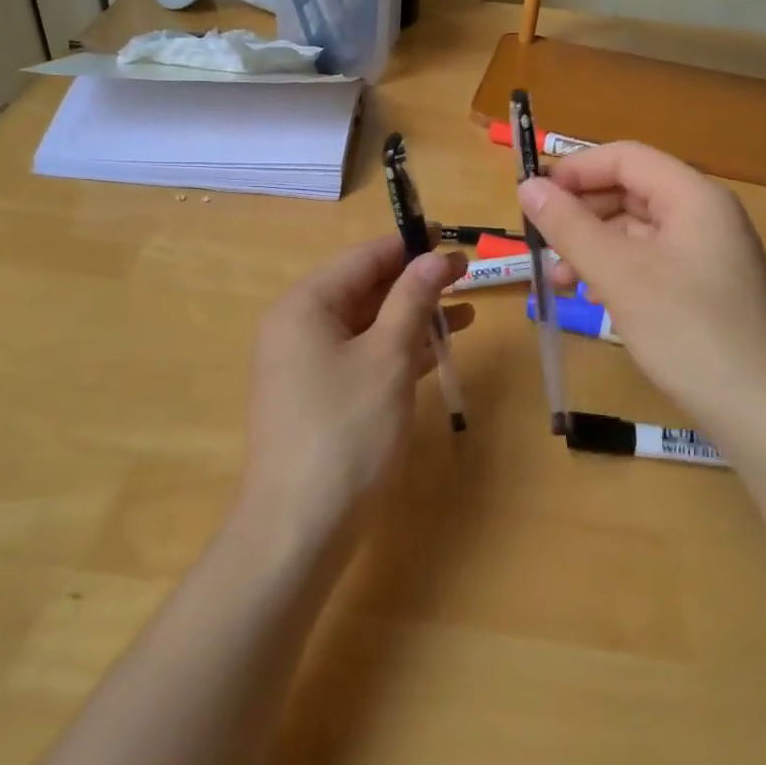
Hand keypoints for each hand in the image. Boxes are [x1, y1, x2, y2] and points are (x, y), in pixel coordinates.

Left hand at [239, 236, 470, 540]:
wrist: (299, 528)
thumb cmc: (346, 431)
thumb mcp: (387, 357)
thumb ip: (412, 300)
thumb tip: (437, 256)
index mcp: (305, 305)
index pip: (363, 258)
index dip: (409, 245)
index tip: (452, 236)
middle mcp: (298, 326)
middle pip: (364, 288)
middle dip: (415, 281)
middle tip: (466, 274)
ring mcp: (306, 364)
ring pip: (367, 324)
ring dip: (412, 316)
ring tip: (466, 309)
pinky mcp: (319, 395)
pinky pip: (362, 356)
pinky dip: (397, 349)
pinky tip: (436, 349)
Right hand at [518, 143, 765, 443]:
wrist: (763, 413)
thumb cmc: (688, 331)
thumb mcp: (619, 275)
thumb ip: (570, 227)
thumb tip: (527, 187)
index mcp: (692, 197)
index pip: (625, 158)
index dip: (574, 170)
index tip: (531, 197)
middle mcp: (704, 215)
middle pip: (630, 191)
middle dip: (581, 213)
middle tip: (541, 244)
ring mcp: (707, 253)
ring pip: (636, 230)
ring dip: (592, 246)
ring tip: (560, 279)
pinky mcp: (704, 288)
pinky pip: (650, 261)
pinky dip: (615, 271)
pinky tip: (594, 298)